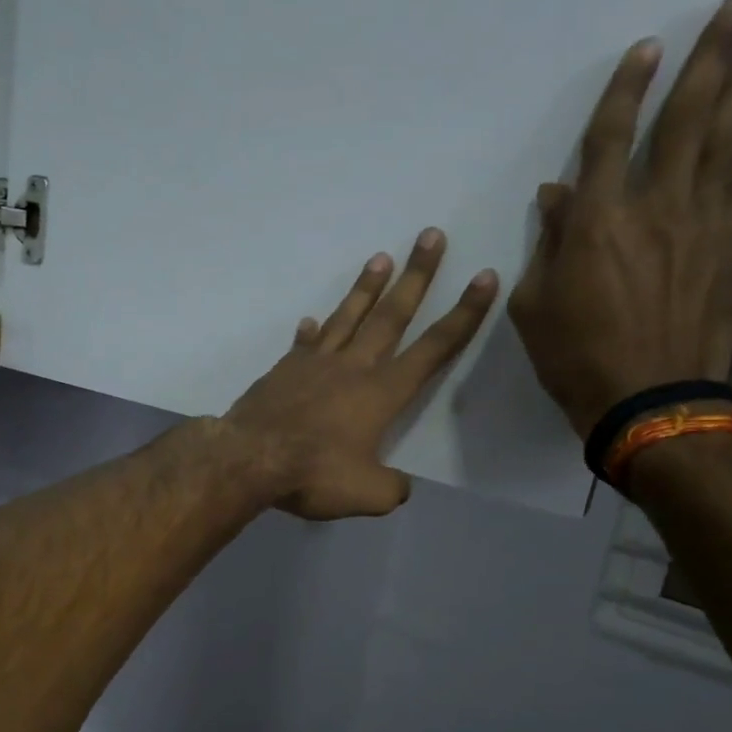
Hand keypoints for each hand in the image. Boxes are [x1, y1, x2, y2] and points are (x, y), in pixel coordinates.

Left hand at [226, 229, 496, 519]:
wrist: (248, 459)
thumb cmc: (312, 474)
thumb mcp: (366, 495)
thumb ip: (391, 488)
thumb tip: (398, 485)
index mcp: (382, 393)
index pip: (433, 348)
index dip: (464, 315)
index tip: (484, 277)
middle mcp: (353, 367)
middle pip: (391, 315)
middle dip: (417, 276)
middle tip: (431, 236)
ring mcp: (315, 364)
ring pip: (347, 317)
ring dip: (366, 288)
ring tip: (381, 258)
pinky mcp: (283, 370)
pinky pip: (304, 344)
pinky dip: (310, 332)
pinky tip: (311, 321)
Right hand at [508, 0, 731, 438]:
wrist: (649, 400)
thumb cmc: (574, 357)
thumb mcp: (534, 305)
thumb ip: (548, 244)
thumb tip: (558, 197)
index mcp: (599, 220)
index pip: (612, 137)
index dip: (628, 89)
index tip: (647, 46)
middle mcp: (658, 206)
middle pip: (690, 117)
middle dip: (713, 55)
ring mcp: (705, 224)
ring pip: (728, 141)